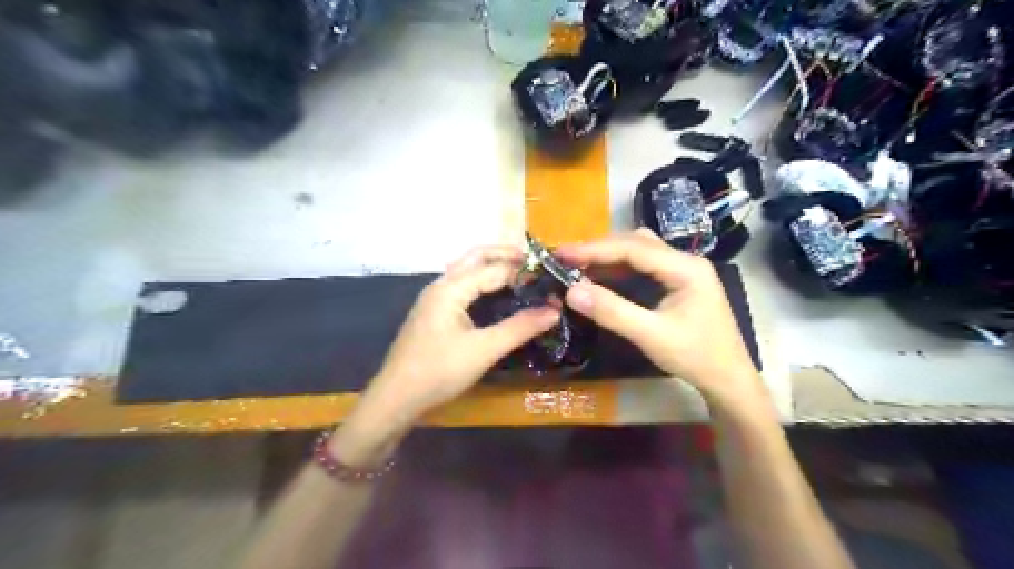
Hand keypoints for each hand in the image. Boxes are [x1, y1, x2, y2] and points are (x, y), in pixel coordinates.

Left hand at [344, 245, 557, 443]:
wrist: (396, 398)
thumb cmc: (439, 371)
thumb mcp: (484, 350)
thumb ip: (520, 328)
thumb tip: (554, 310)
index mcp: (450, 288)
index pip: (493, 269)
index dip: (523, 271)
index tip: (550, 275)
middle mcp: (440, 285)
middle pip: (475, 258)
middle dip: (505, 256)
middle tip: (535, 264)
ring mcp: (434, 299)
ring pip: (466, 271)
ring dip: (492, 267)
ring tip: (521, 276)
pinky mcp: (433, 313)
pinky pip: (461, 287)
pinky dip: (482, 283)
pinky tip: (496, 297)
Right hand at [558, 229, 764, 406]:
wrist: (729, 380)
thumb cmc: (696, 357)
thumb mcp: (651, 336)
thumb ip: (612, 312)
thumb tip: (571, 291)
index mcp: (685, 267)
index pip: (633, 248)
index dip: (594, 249)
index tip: (561, 254)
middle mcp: (685, 261)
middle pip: (636, 243)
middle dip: (599, 249)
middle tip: (566, 259)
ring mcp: (683, 271)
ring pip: (639, 252)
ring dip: (608, 257)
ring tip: (578, 265)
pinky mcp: (678, 283)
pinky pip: (643, 267)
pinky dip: (619, 269)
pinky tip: (601, 278)